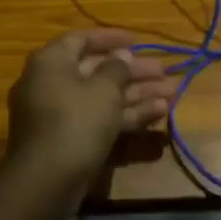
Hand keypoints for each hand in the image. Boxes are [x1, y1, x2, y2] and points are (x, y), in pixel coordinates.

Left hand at [6, 29, 172, 199]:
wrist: (48, 181)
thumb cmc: (76, 120)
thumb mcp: (104, 89)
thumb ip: (117, 68)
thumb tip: (122, 56)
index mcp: (51, 62)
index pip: (81, 39)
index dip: (110, 37)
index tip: (136, 40)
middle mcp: (52, 83)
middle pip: (97, 70)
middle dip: (133, 72)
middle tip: (164, 72)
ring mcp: (60, 114)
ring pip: (103, 97)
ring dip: (137, 94)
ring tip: (173, 93)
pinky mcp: (70, 140)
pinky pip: (100, 119)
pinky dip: (126, 115)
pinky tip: (159, 113)